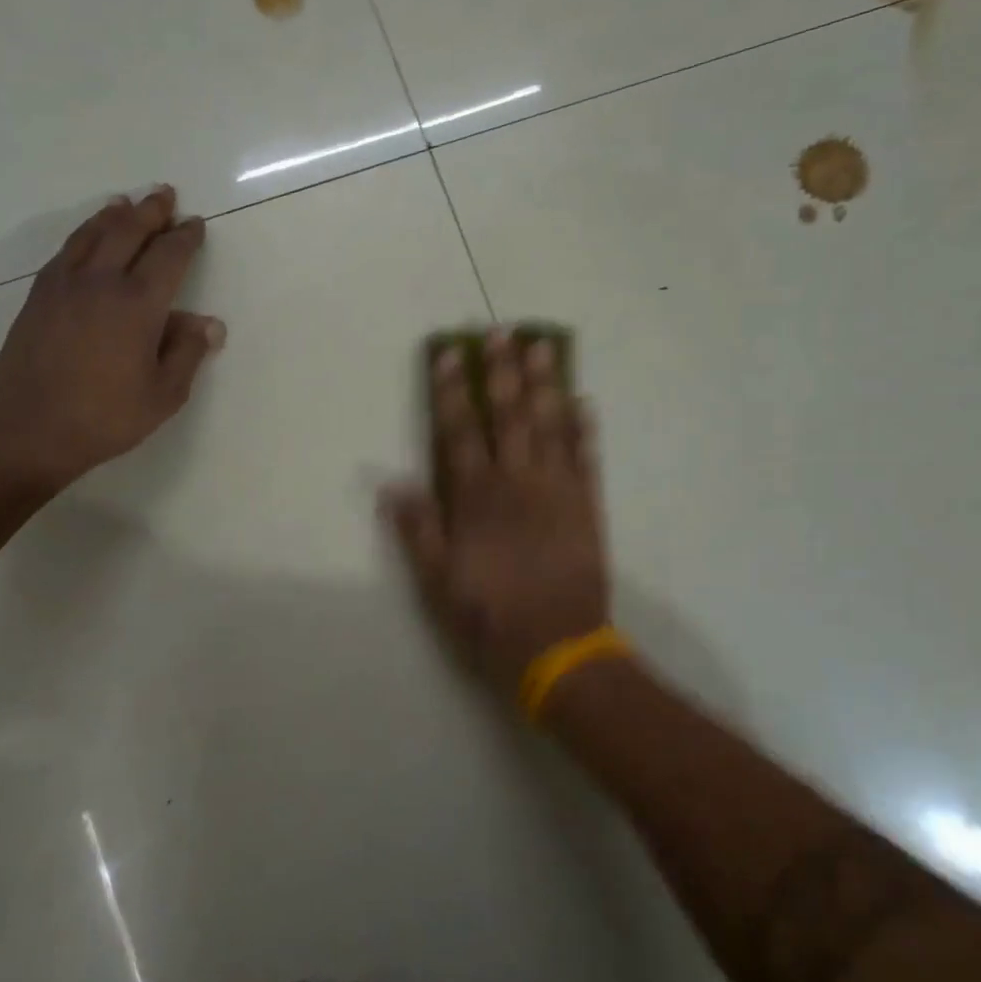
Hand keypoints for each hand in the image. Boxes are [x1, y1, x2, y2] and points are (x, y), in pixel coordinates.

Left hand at [0, 187, 224, 494]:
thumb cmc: (107, 417)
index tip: (195, 224)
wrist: (30, 430)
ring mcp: (63, 286)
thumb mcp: (164, 394)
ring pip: (91, 235)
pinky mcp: (38, 298)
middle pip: (128, 233)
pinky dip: (82, 235)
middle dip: (151, 212)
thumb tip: (209, 323)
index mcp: (138, 305)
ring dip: (113, 216)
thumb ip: (187, 353)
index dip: (184, 238)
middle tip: (165, 194)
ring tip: (125, 203)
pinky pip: (65, 252)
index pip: (168, 257)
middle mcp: (100, 283)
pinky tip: (86, 238)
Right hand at [382, 328, 610, 697]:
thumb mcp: (437, 583)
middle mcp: (517, 482)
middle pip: (508, 415)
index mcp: (476, 498)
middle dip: (502, 372)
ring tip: (542, 347)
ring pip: (550, 426)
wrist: (558, 648)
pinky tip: (584, 402)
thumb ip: (418, 530)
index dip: (451, 392)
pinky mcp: (588, 507)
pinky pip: (587, 458)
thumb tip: (392, 484)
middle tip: (500, 333)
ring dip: (545, 384)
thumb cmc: (489, 617)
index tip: (449, 355)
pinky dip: (585, 429)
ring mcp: (557, 491)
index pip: (459, 431)